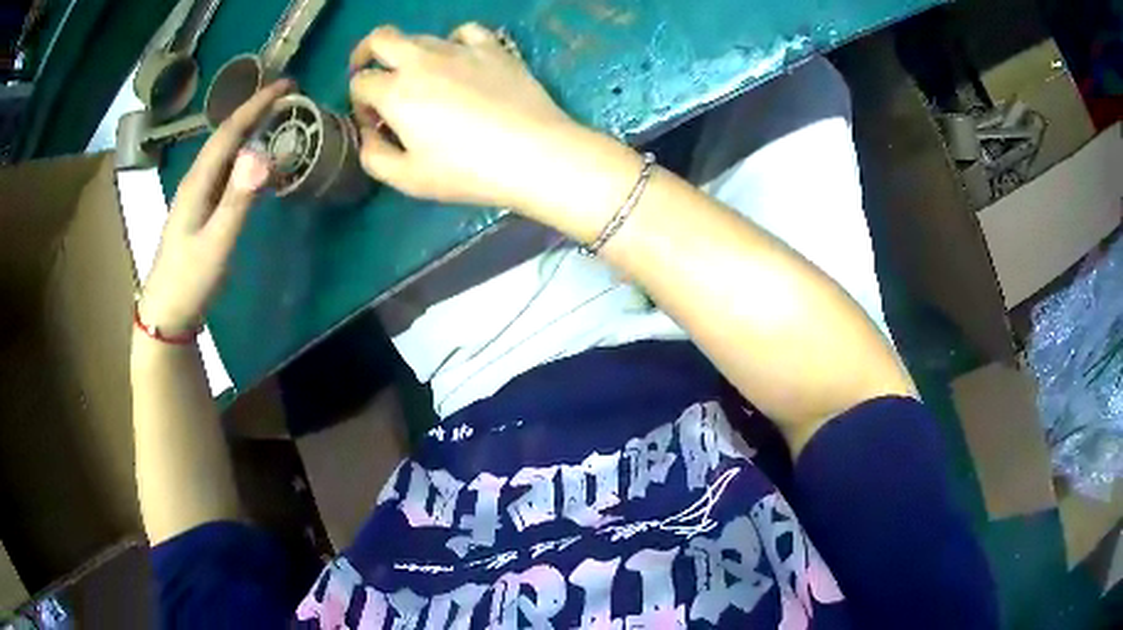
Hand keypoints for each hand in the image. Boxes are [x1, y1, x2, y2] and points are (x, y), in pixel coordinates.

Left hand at [137, 80, 292, 335]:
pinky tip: (252, 162)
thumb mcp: (217, 243)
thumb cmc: (190, 281)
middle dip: (254, 110)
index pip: (229, 131)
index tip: (288, 85)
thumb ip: (239, 200)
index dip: (257, 104)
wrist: (165, 315)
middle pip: (225, 136)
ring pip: (224, 152)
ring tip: (274, 119)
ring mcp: (196, 197)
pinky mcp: (199, 212)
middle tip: (287, 97)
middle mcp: (195, 181)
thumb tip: (264, 154)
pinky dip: (242, 156)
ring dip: (248, 130)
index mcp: (198, 182)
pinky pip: (224, 172)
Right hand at [348, 23, 582, 209]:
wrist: (534, 154)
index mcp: (396, 91)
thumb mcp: (408, 179)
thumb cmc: (467, 171)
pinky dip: (454, 41)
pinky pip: (465, 31)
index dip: (359, 103)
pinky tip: (460, 60)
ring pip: (421, 36)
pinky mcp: (493, 49)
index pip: (360, 83)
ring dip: (409, 54)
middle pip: (381, 39)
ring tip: (421, 79)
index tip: (375, 123)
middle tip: (370, 73)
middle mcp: (422, 61)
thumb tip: (369, 136)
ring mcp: (460, 49)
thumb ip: (375, 157)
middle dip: (365, 54)